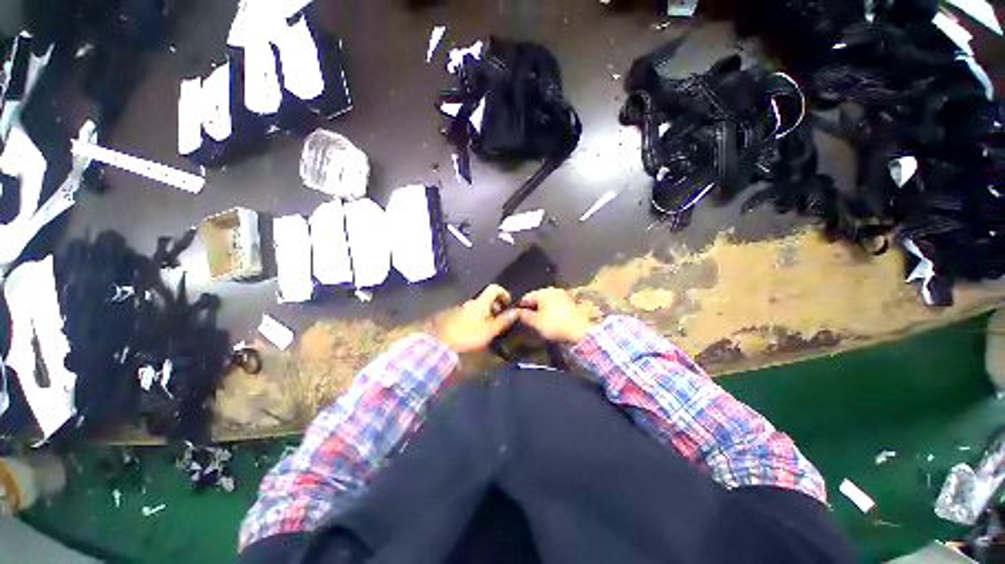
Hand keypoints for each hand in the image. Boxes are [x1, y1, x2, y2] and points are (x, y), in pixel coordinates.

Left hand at [434, 284, 519, 353]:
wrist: (442, 343)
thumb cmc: (469, 334)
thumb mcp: (490, 330)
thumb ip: (504, 320)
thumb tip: (516, 311)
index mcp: (481, 302)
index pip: (494, 288)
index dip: (504, 293)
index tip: (508, 304)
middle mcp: (472, 302)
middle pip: (487, 298)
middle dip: (496, 306)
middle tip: (501, 320)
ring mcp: (462, 309)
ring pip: (479, 307)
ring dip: (487, 314)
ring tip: (491, 328)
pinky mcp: (456, 317)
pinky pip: (472, 314)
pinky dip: (479, 319)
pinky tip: (479, 332)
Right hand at [517, 287, 596, 344]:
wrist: (581, 330)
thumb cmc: (555, 325)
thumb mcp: (536, 322)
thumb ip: (524, 316)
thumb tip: (516, 311)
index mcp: (542, 292)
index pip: (526, 297)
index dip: (520, 307)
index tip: (517, 317)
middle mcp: (552, 290)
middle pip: (537, 298)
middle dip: (531, 307)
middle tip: (527, 320)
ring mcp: (563, 294)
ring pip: (547, 301)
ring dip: (541, 309)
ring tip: (538, 321)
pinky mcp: (571, 302)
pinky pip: (555, 304)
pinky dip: (551, 310)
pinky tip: (550, 319)